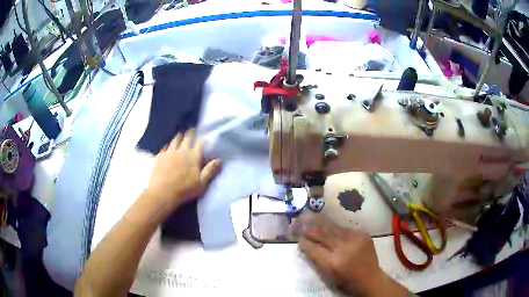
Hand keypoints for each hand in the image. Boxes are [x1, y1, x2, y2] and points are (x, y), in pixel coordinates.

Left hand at [146, 130, 220, 210]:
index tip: (204, 135)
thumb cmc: (184, 190)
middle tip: (192, 129)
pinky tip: (169, 145)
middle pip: (187, 138)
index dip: (203, 138)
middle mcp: (181, 151)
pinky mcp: (160, 156)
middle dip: (191, 133)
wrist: (162, 193)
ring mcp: (169, 152)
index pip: (200, 143)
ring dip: (179, 136)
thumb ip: (210, 171)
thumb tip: (219, 160)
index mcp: (193, 157)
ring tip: (181, 134)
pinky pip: (165, 146)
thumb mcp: (201, 183)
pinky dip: (169, 144)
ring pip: (175, 140)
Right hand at [299, 216, 409, 295]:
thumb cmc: (347, 280)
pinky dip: (336, 228)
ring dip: (322, 224)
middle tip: (301, 222)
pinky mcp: (363, 235)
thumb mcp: (329, 275)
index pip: (314, 249)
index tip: (299, 238)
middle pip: (324, 235)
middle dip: (311, 229)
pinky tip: (330, 225)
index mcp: (333, 262)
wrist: (370, 278)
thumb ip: (318, 260)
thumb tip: (307, 245)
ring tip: (312, 217)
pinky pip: (346, 229)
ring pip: (335, 229)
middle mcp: (344, 249)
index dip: (305, 243)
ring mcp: (355, 240)